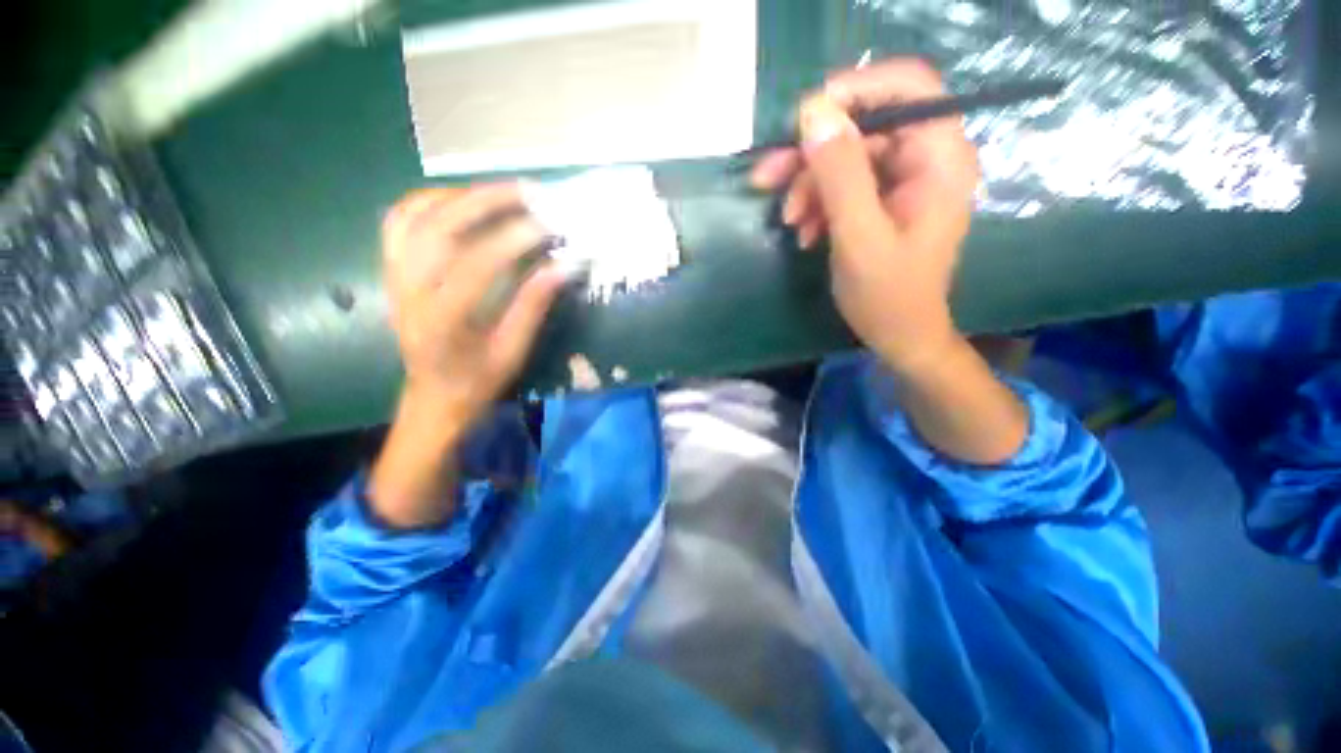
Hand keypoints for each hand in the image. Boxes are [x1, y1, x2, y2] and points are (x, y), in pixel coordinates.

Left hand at [382, 183, 565, 428]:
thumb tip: (563, 266)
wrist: (433, 395)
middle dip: (486, 201)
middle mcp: (408, 291)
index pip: (475, 265)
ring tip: (500, 193)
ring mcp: (394, 276)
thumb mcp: (513, 351)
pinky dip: (429, 201)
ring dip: (458, 195)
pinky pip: (399, 221)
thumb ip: (533, 306)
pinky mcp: (392, 270)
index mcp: (441, 321)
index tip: (549, 225)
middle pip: (438, 227)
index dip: (513, 240)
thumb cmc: (477, 381)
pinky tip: (461, 202)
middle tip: (528, 191)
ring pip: (413, 215)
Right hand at [750, 59, 979, 372]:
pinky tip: (804, 232)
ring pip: (847, 158)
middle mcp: (926, 159)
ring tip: (788, 221)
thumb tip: (813, 112)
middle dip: (812, 154)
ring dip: (809, 186)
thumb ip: (840, 175)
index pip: (908, 87)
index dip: (856, 89)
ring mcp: (903, 181)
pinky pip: (844, 186)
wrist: (899, 336)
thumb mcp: (859, 236)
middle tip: (767, 178)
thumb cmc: (888, 295)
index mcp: (939, 159)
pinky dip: (818, 204)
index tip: (805, 117)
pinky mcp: (883, 201)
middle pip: (864, 127)